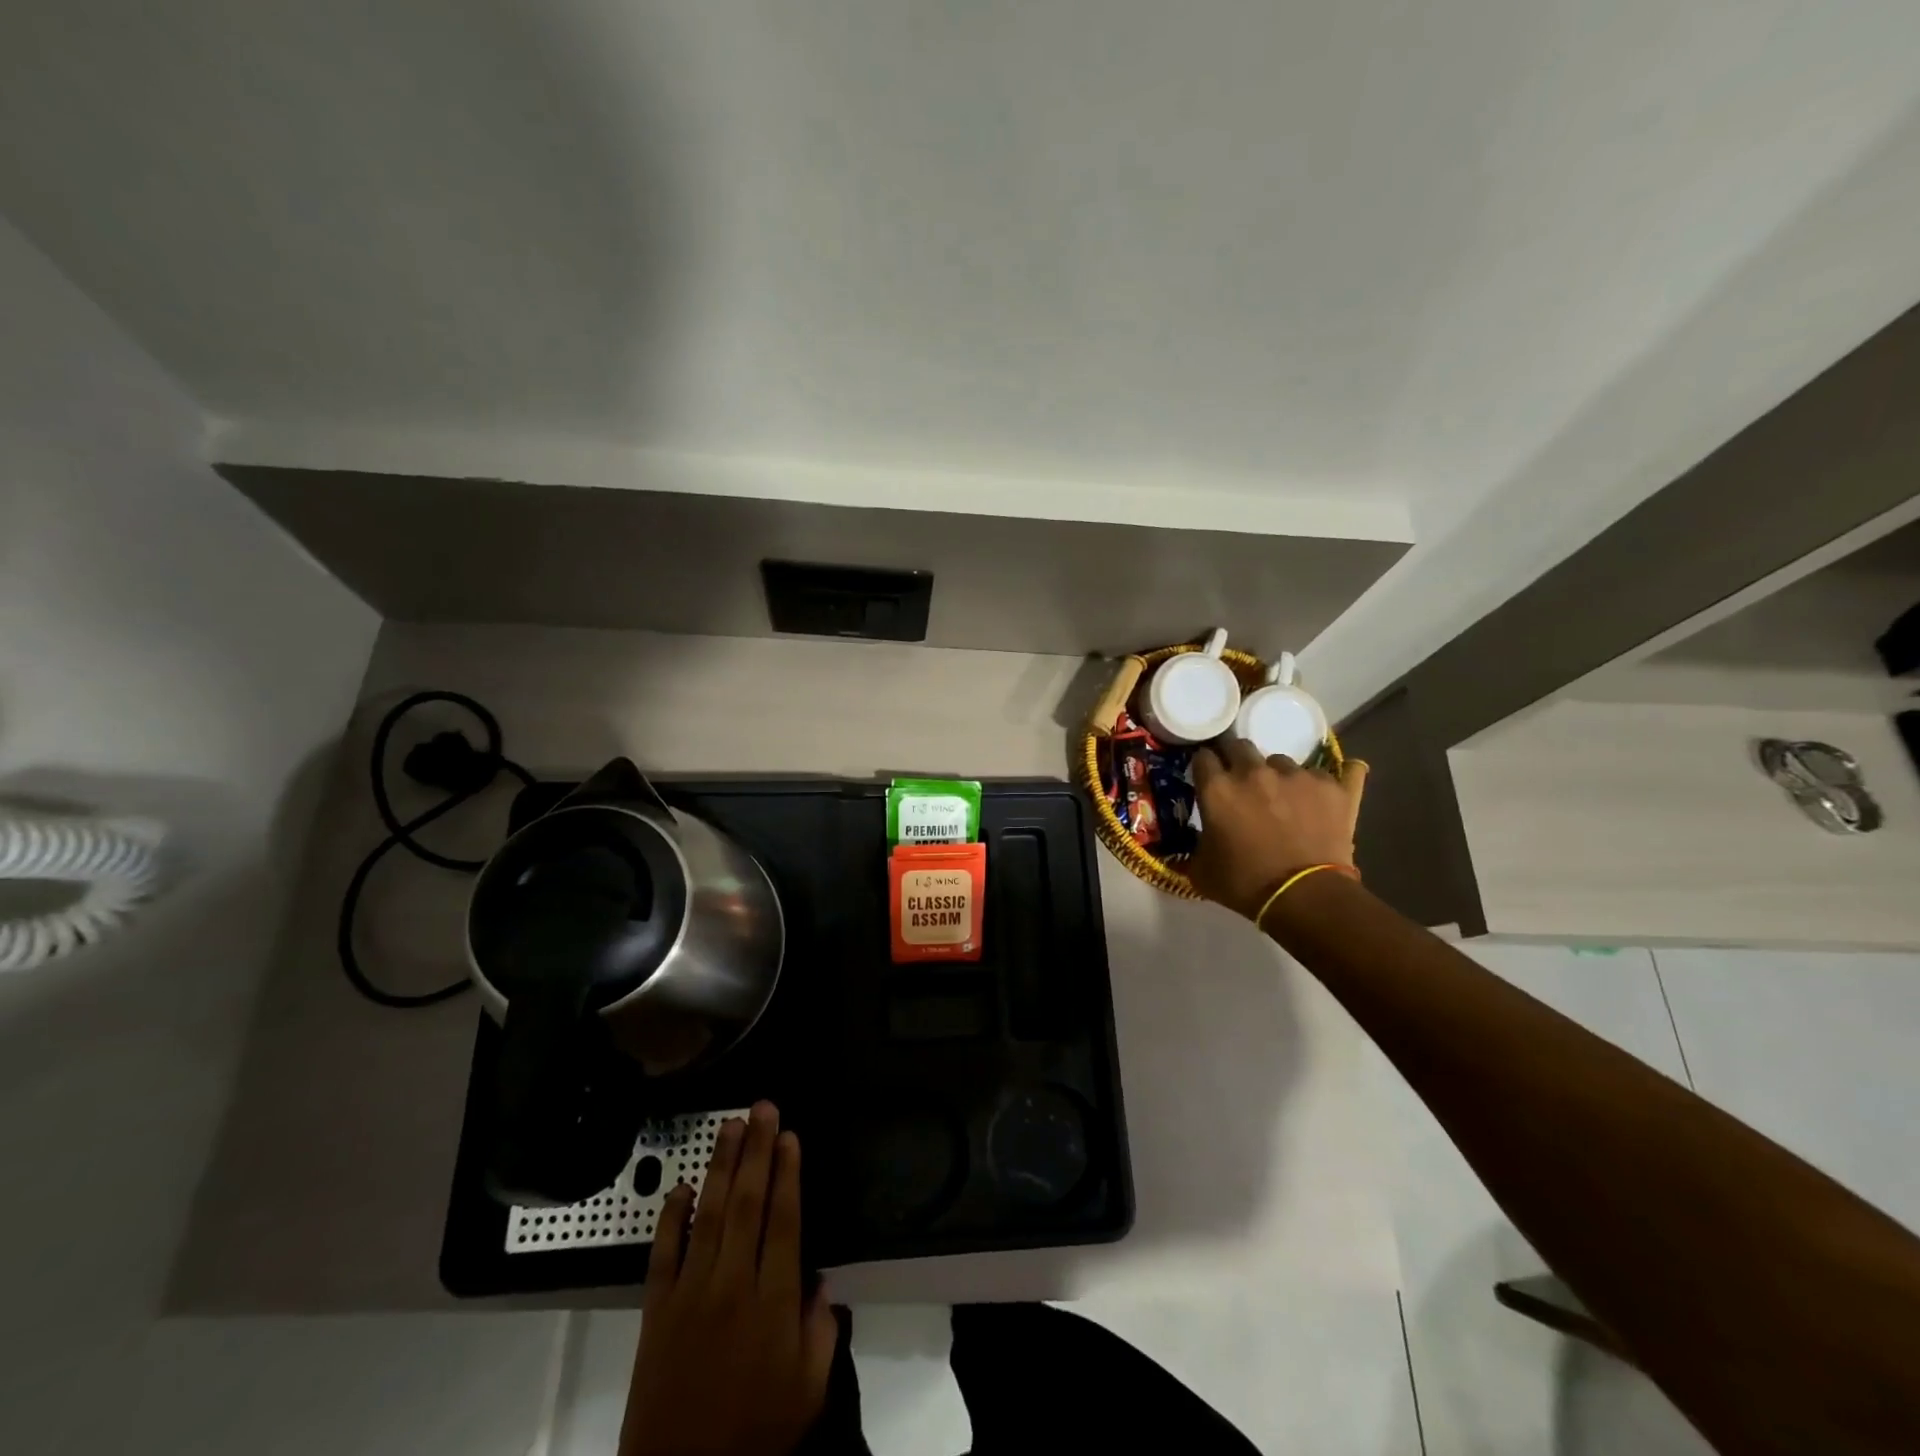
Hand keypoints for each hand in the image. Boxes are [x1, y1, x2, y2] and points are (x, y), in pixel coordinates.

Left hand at [620, 1102, 835, 1455]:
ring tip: (732, 1126)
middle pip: (748, 1203)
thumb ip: (821, 1330)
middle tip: (763, 1108)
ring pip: (709, 1214)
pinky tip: (682, 1187)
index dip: (788, 1173)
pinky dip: (671, 1217)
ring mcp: (690, 1294)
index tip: (790, 1136)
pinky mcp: (656, 1310)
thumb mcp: (808, 1390)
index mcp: (772, 1302)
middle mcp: (732, 1285)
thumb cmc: (755, 1434)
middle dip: (758, 1151)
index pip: (783, 1220)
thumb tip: (820, 1280)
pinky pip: (663, 1253)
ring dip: (722, 1166)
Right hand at [1187, 740, 1367, 918]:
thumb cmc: (1245, 884)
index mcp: (1218, 788)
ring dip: (1278, 776)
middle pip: (1240, 746)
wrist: (1305, 898)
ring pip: (1283, 761)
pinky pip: (1337, 773)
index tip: (1207, 778)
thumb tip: (1199, 836)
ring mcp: (1299, 776)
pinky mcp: (1335, 788)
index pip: (1203, 757)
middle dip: (1236, 759)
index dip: (1204, 767)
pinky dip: (1326, 785)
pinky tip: (1328, 795)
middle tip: (1242, 784)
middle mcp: (1255, 772)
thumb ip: (1196, 842)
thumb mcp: (1202, 869)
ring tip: (1285, 800)